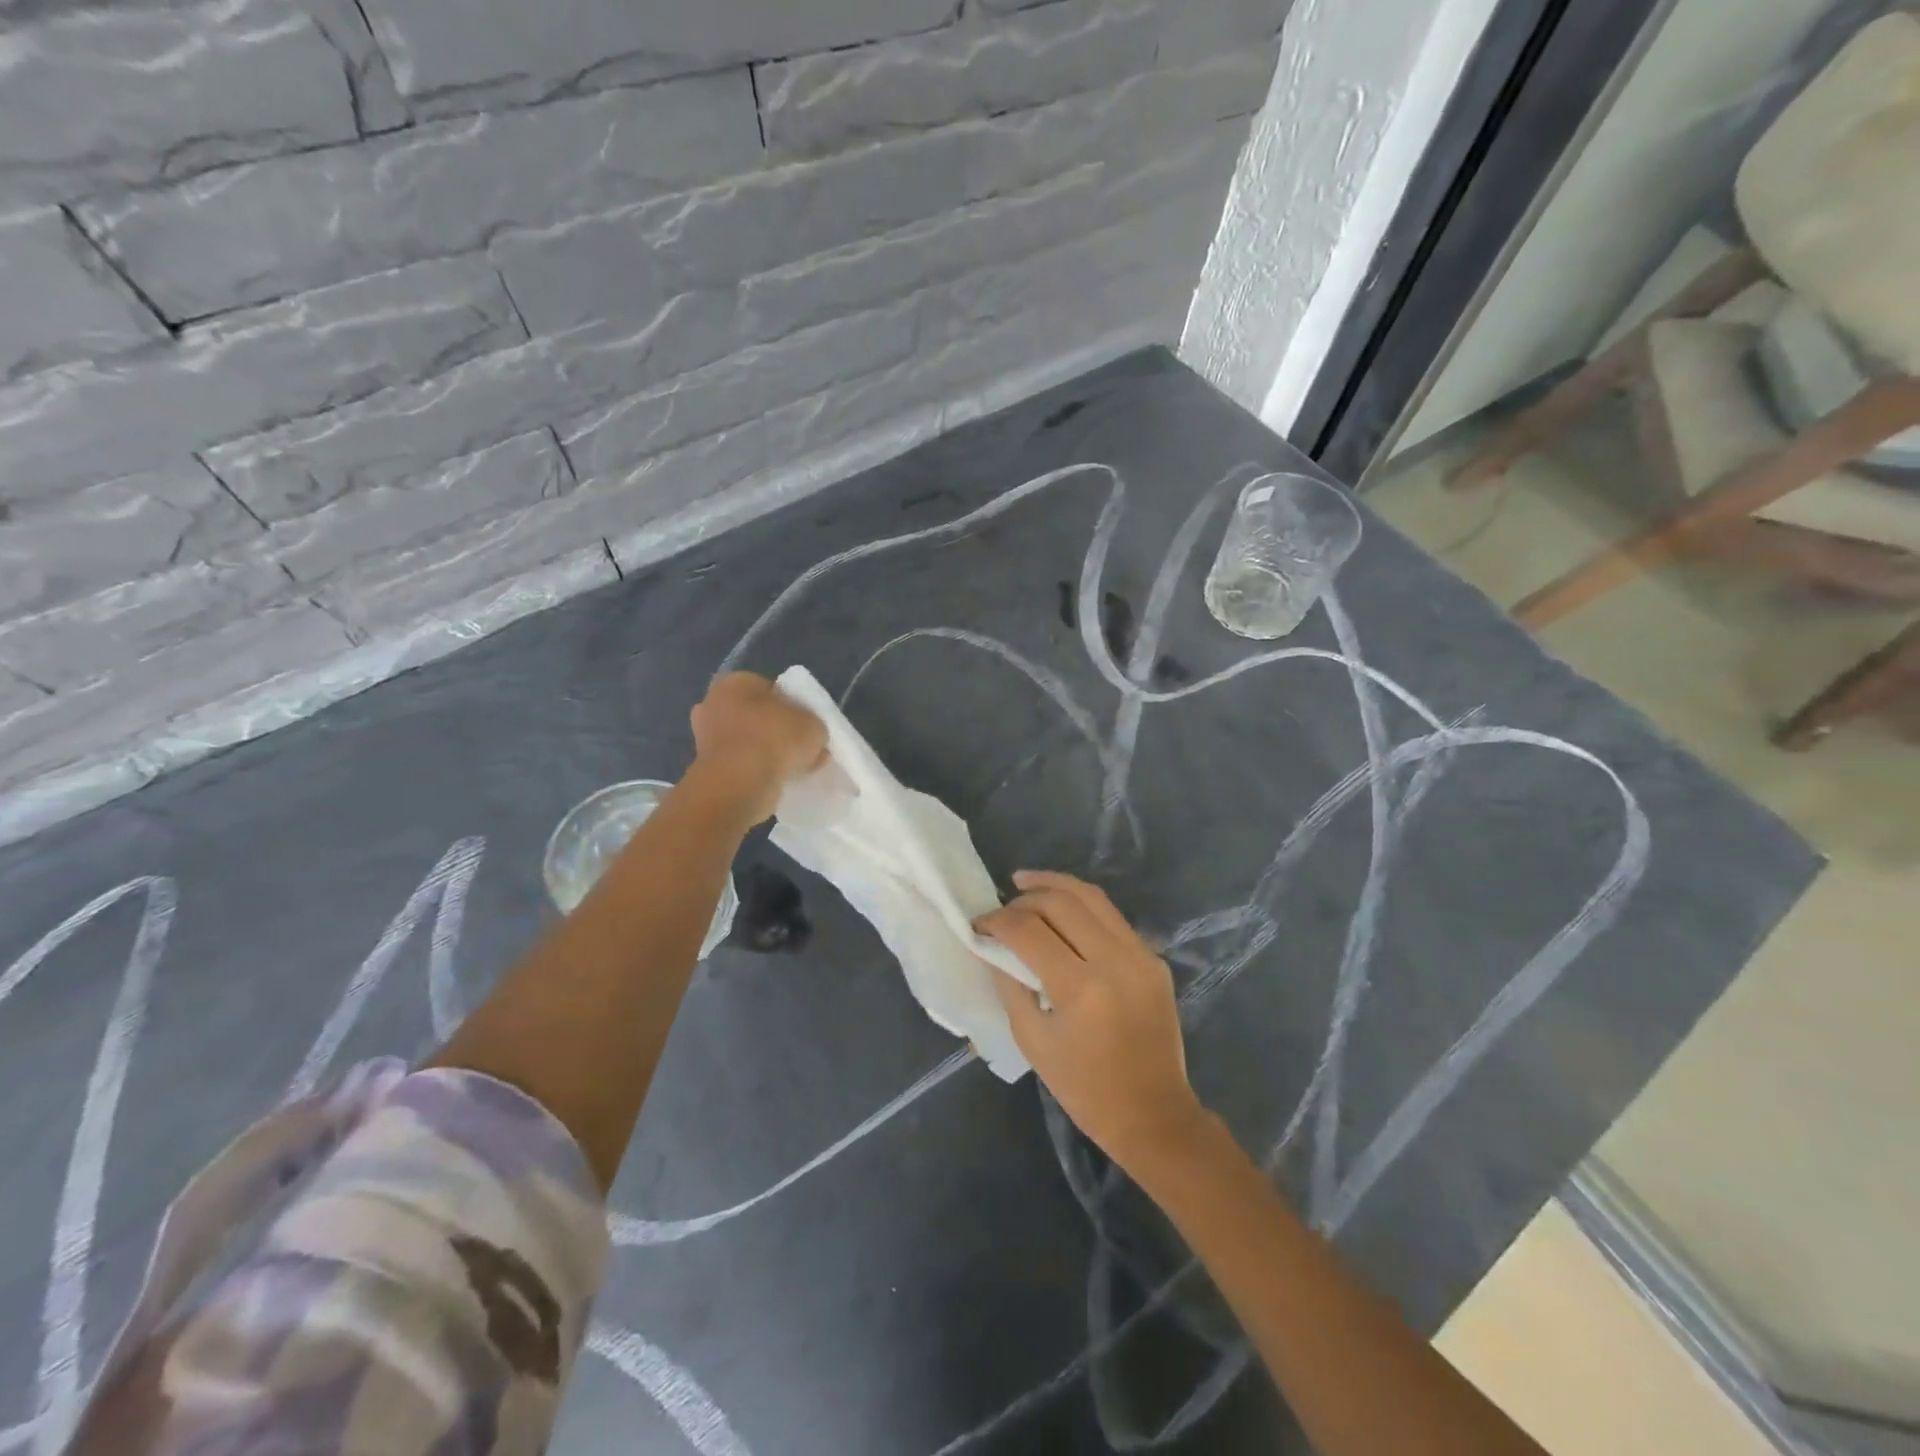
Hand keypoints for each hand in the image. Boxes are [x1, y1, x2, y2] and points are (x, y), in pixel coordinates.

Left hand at [689, 673, 826, 823]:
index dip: (792, 705)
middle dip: (776, 729)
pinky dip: (757, 771)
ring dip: (767, 752)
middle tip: (800, 747)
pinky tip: (778, 781)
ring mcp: (705, 737)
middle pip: (755, 714)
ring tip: (794, 768)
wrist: (739, 784)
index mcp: (736, 682)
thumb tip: (810, 736)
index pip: (770, 688)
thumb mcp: (814, 725)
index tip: (807, 725)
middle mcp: (713, 703)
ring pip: (747, 741)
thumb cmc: (774, 739)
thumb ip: (813, 725)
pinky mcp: (707, 767)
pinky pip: (740, 764)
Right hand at [977, 871, 1207, 1175]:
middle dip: (1025, 898)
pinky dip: (1081, 906)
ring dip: (1055, 885)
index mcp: (1081, 989)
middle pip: (1061, 902)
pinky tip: (1062, 912)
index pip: (1029, 931)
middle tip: (1003, 908)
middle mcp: (1115, 960)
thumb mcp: (1032, 1040)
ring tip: (1026, 883)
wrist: (1154, 1114)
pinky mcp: (1154, 959)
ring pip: (1092, 897)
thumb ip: (1010, 984)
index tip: (979, 924)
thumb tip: (993, 944)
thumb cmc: (1084, 1088)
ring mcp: (1140, 955)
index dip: (997, 921)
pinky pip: (1111, 917)